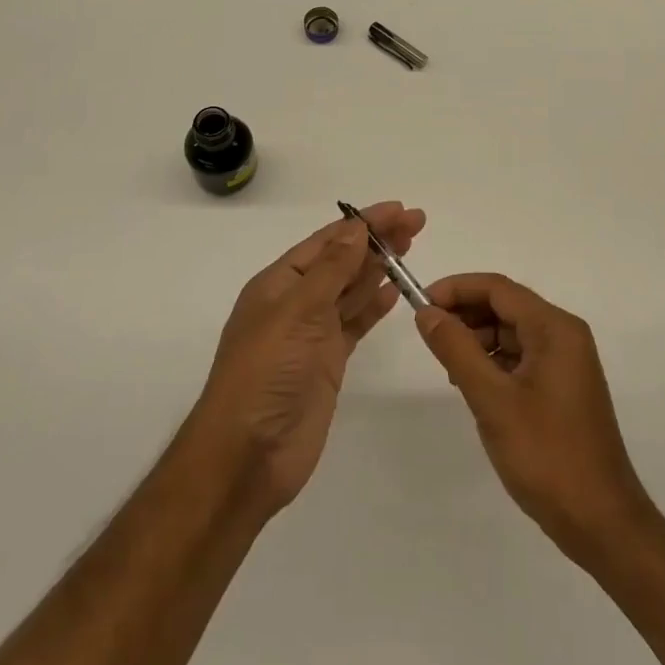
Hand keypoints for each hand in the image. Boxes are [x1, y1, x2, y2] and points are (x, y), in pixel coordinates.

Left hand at [192, 202, 425, 516]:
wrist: (247, 455)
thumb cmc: (265, 374)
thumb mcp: (296, 312)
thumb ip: (331, 270)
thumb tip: (356, 228)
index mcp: (279, 284)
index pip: (327, 242)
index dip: (363, 223)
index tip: (399, 209)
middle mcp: (295, 303)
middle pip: (343, 261)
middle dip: (377, 240)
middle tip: (417, 223)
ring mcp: (312, 334)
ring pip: (351, 290)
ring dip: (379, 267)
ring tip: (410, 246)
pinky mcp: (328, 362)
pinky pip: (356, 323)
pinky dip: (374, 305)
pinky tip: (394, 290)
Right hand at [415, 274, 652, 564]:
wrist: (601, 522)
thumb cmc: (546, 456)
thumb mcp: (492, 400)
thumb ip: (456, 350)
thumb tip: (427, 312)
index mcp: (555, 329)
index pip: (498, 288)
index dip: (456, 289)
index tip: (420, 305)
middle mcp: (564, 335)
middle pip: (505, 306)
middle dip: (465, 314)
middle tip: (428, 336)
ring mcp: (566, 362)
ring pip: (511, 332)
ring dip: (476, 339)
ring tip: (447, 366)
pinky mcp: (562, 387)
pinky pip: (521, 357)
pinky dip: (493, 362)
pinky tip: (471, 384)